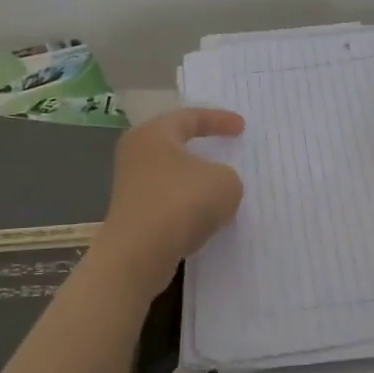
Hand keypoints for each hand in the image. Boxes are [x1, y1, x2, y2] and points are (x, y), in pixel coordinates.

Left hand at [95, 107, 245, 294]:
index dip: (219, 120)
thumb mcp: (225, 182)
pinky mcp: (133, 215)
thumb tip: (214, 184)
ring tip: (220, 186)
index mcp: (154, 134)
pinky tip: (205, 216)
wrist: (138, 255)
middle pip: (175, 143)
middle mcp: (137, 154)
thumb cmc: (181, 203)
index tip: (242, 128)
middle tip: (225, 147)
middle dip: (202, 146)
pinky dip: (187, 204)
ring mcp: (131, 186)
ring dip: (195, 180)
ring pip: (171, 174)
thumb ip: (227, 176)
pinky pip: (167, 200)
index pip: (190, 117)